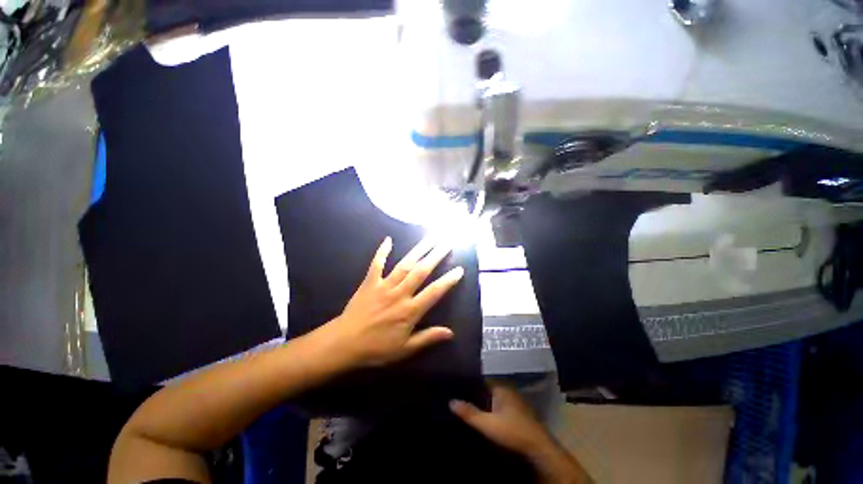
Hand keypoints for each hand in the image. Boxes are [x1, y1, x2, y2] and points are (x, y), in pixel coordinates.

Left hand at [323, 236, 464, 367]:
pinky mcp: (370, 282)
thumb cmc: (376, 349)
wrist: (344, 344)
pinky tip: (388, 239)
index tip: (459, 269)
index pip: (434, 292)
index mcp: (410, 311)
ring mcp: (384, 285)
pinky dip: (382, 252)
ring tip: (430, 238)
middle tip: (447, 243)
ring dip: (419, 250)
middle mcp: (400, 294)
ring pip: (405, 264)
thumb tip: (450, 332)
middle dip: (436, 256)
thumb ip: (428, 338)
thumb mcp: (405, 349)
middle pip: (421, 271)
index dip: (448, 280)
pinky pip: (376, 264)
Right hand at [449, 383, 552, 455]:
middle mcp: (507, 389)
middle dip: (475, 391)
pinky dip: (491, 407)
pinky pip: (499, 404)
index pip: (481, 378)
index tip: (456, 383)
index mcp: (500, 386)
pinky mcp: (518, 411)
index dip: (469, 381)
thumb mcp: (487, 424)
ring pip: (493, 396)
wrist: (539, 448)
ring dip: (483, 400)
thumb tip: (450, 401)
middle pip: (487, 387)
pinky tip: (483, 414)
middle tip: (458, 394)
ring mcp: (514, 400)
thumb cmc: (512, 431)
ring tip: (467, 402)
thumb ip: (469, 413)